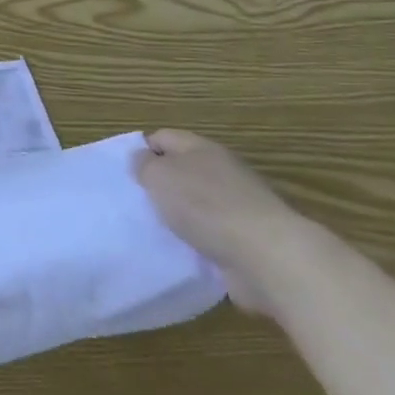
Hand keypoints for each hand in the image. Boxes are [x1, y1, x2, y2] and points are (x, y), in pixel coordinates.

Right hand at [133, 129, 306, 312]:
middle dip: (161, 185)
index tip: (127, 174)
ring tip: (158, 228)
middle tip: (139, 201)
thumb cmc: (205, 205)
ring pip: (198, 203)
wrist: (267, 256)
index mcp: (202, 148)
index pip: (163, 137)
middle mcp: (224, 171)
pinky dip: (198, 240)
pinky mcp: (250, 237)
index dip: (142, 151)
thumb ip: (143, 164)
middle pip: (183, 170)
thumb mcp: (158, 176)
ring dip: (180, 215)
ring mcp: (240, 205)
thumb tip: (143, 159)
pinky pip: (213, 233)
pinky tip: (184, 249)